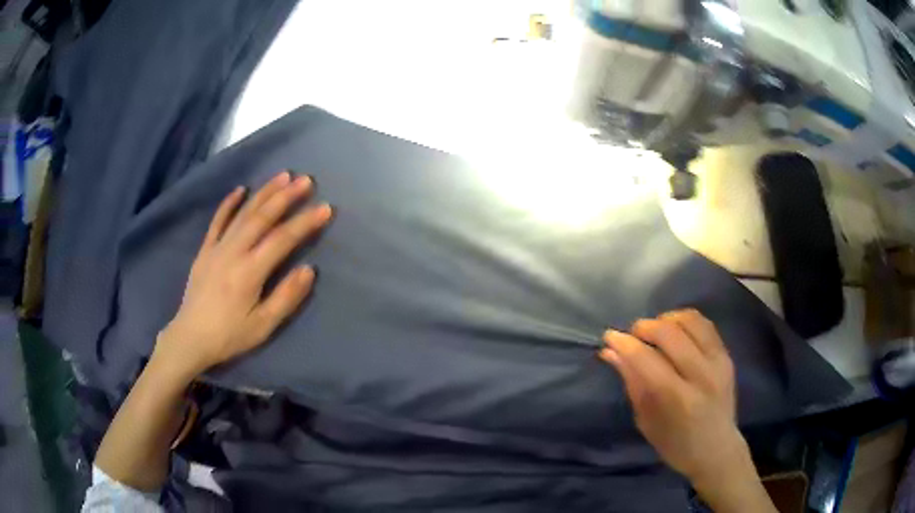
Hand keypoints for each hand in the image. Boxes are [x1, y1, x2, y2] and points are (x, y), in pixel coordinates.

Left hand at [154, 171, 331, 379]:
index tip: (325, 208)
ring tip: (282, 175)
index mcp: (249, 272)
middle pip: (262, 217)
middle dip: (286, 196)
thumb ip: (286, 297)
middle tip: (306, 180)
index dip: (305, 222)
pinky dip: (229, 203)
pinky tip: (241, 189)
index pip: (282, 239)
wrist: (190, 337)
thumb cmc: (229, 335)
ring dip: (263, 193)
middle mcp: (233, 252)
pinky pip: (217, 221)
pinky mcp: (205, 250)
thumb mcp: (262, 326)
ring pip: (242, 213)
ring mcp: (217, 248)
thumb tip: (308, 269)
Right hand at [599, 310, 773, 511]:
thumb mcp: (646, 421)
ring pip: (690, 321)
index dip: (625, 343)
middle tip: (632, 334)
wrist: (717, 449)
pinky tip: (675, 330)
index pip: (647, 360)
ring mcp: (718, 362)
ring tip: (655, 330)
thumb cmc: (675, 444)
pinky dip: (685, 320)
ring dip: (666, 319)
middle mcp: (701, 375)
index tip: (609, 336)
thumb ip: (632, 382)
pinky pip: (705, 324)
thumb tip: (611, 352)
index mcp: (677, 399)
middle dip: (645, 327)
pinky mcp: (727, 355)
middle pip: (669, 333)